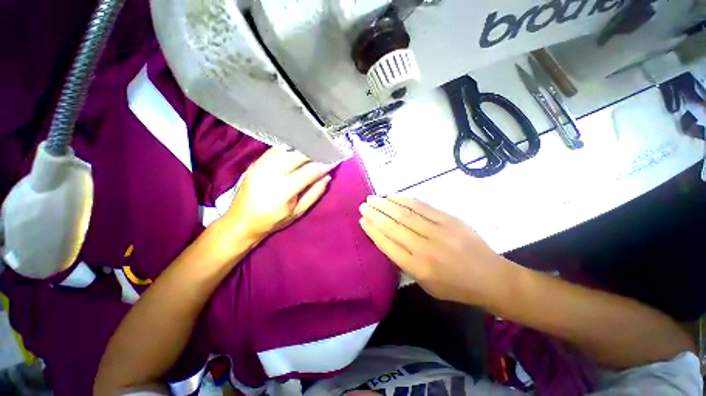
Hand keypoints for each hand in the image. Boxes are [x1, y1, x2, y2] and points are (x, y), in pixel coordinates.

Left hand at [222, 148, 336, 240]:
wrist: (240, 221)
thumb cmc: (273, 221)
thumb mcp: (298, 212)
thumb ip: (314, 193)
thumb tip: (327, 176)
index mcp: (283, 190)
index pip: (309, 171)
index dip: (324, 164)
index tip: (334, 159)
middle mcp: (270, 173)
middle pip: (297, 154)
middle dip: (314, 151)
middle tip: (325, 151)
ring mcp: (260, 165)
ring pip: (286, 148)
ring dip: (302, 147)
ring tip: (314, 149)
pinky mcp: (255, 162)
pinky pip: (276, 149)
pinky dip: (290, 148)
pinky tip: (297, 150)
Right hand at [359, 196, 508, 303]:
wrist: (491, 277)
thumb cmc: (455, 286)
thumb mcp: (425, 285)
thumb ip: (405, 263)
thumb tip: (388, 241)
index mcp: (418, 268)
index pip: (388, 244)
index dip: (373, 231)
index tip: (362, 220)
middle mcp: (425, 248)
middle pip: (394, 226)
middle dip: (375, 214)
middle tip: (363, 205)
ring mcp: (439, 231)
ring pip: (406, 213)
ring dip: (386, 204)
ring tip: (373, 199)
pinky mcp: (450, 219)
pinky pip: (422, 206)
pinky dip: (405, 200)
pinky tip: (394, 196)